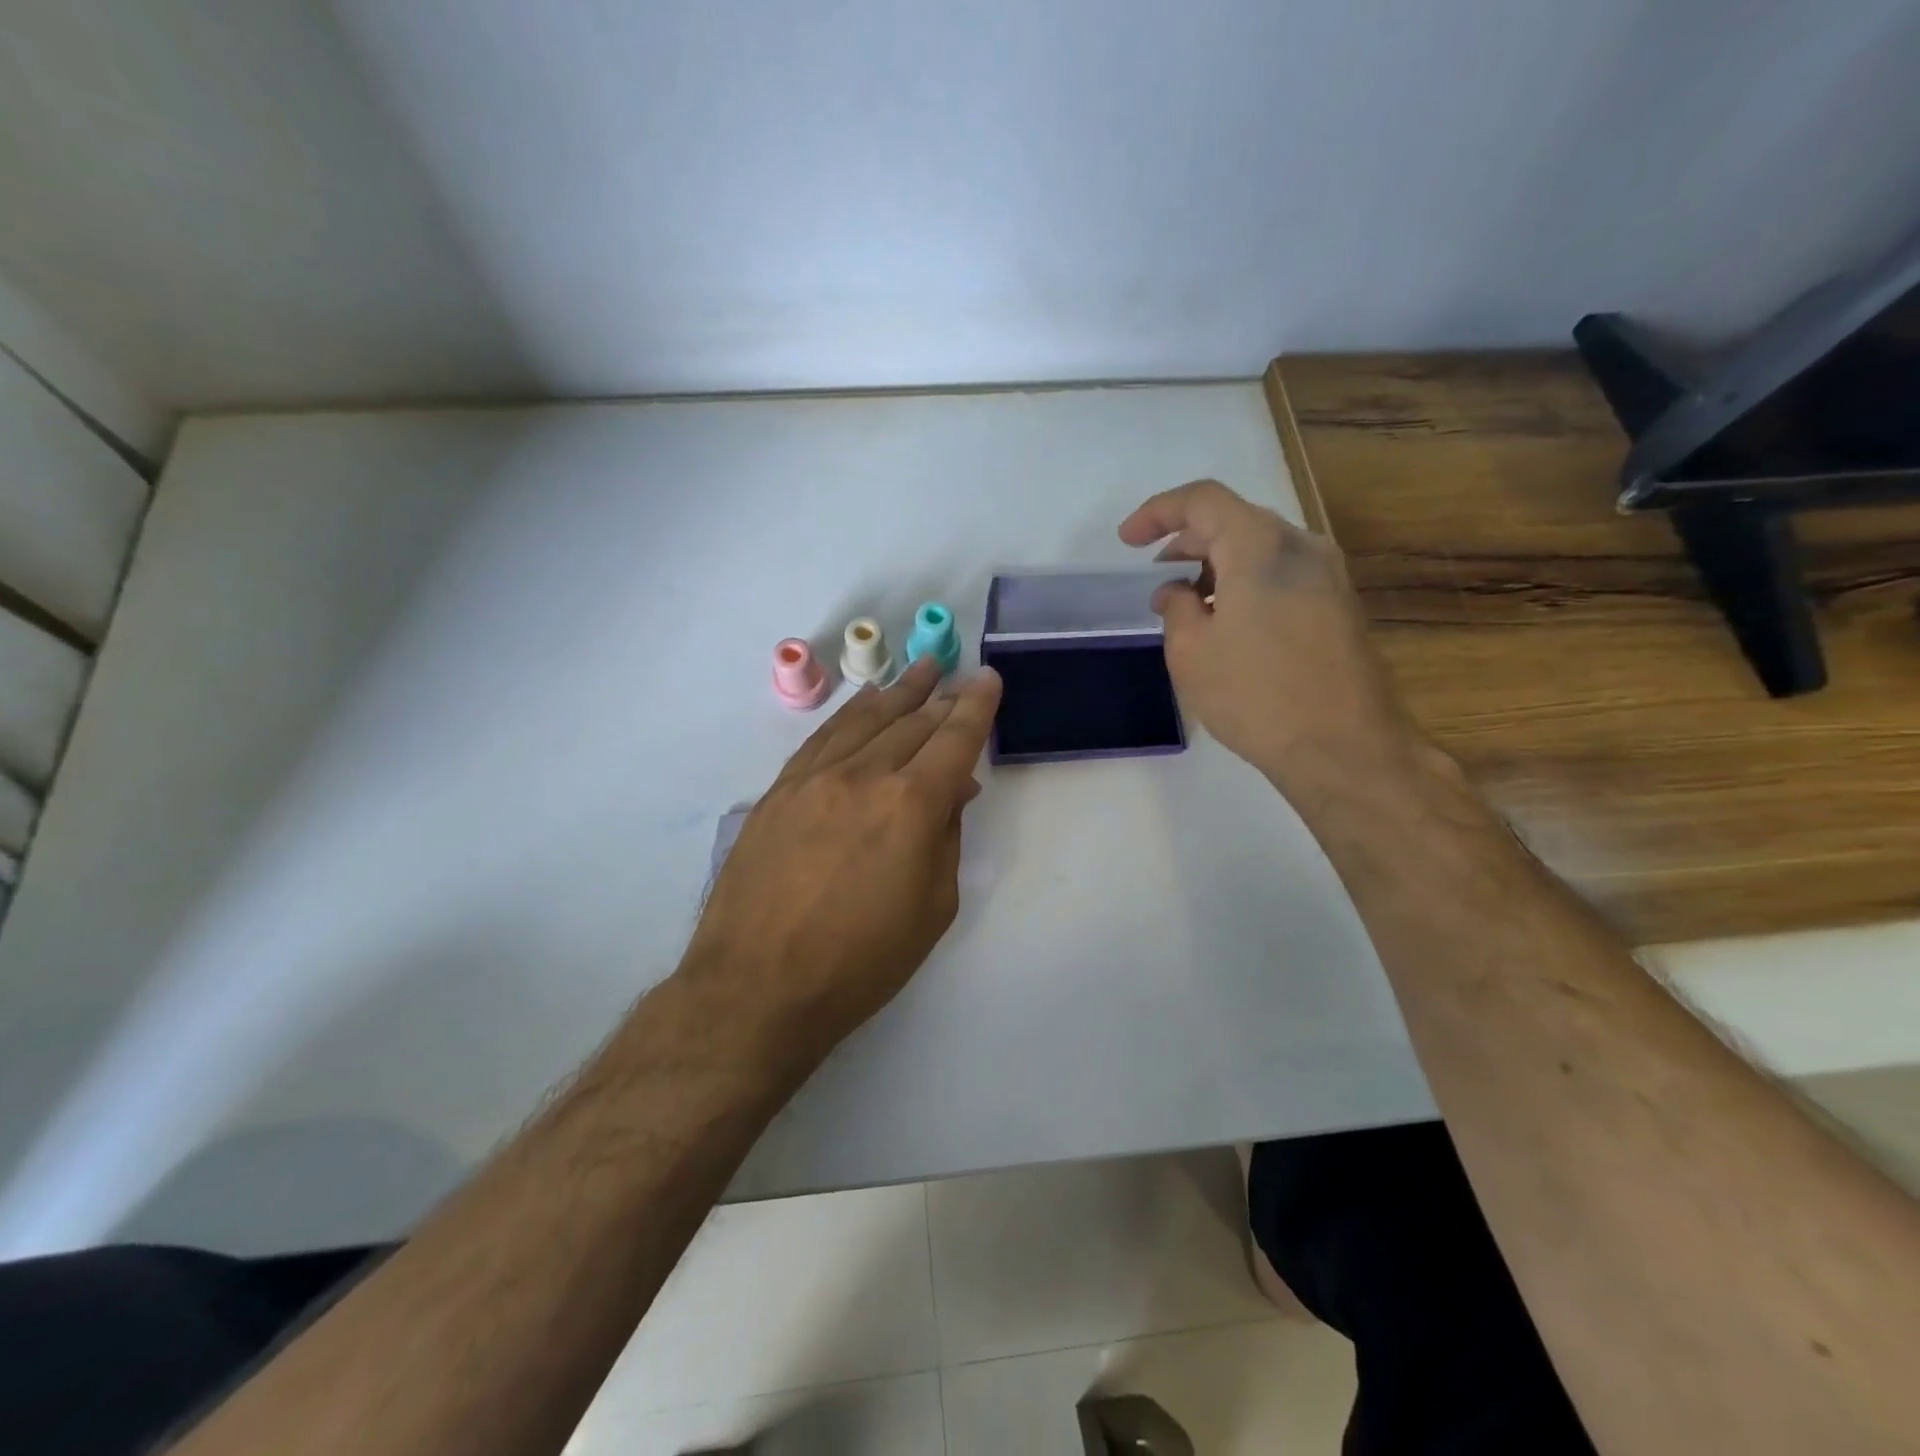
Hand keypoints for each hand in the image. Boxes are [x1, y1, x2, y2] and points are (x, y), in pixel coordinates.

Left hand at [680, 656, 1001, 1056]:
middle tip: (955, 674)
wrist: (758, 985)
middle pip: (911, 722)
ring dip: (897, 693)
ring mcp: (814, 778)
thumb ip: (946, 837)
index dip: (976, 706)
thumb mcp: (932, 908)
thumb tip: (953, 789)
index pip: (954, 739)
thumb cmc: (861, 961)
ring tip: (918, 671)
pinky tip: (863, 704)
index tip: (988, 679)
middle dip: (940, 696)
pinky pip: (823, 737)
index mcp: (911, 805)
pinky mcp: (779, 791)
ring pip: (865, 720)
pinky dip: (850, 714)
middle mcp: (863, 775)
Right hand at [1118, 479, 1423, 797]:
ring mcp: (1329, 575)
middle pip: (1235, 520)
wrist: (1344, 747)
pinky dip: (1246, 582)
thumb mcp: (1191, 652)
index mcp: (1261, 546)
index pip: (1203, 500)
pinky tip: (1228, 621)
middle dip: (1187, 540)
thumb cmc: (1255, 696)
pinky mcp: (1340, 604)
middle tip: (1155, 576)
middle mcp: (1302, 546)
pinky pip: (1282, 573)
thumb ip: (1176, 608)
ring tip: (1187, 604)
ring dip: (1217, 564)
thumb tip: (1177, 592)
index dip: (1158, 513)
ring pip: (1261, 548)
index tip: (1127, 541)